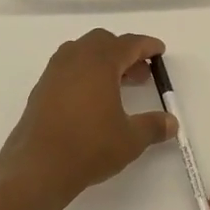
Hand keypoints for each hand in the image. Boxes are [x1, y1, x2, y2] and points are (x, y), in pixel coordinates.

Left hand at [0, 30, 178, 205]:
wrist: (37, 167)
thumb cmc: (89, 147)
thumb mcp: (130, 139)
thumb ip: (153, 126)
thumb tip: (172, 123)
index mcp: (99, 63)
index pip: (128, 44)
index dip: (146, 46)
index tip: (159, 51)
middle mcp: (74, 60)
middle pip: (102, 42)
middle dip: (123, 52)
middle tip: (140, 73)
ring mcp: (53, 73)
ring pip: (81, 53)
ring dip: (102, 61)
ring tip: (117, 86)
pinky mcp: (40, 90)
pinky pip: (67, 69)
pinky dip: (84, 74)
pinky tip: (92, 100)